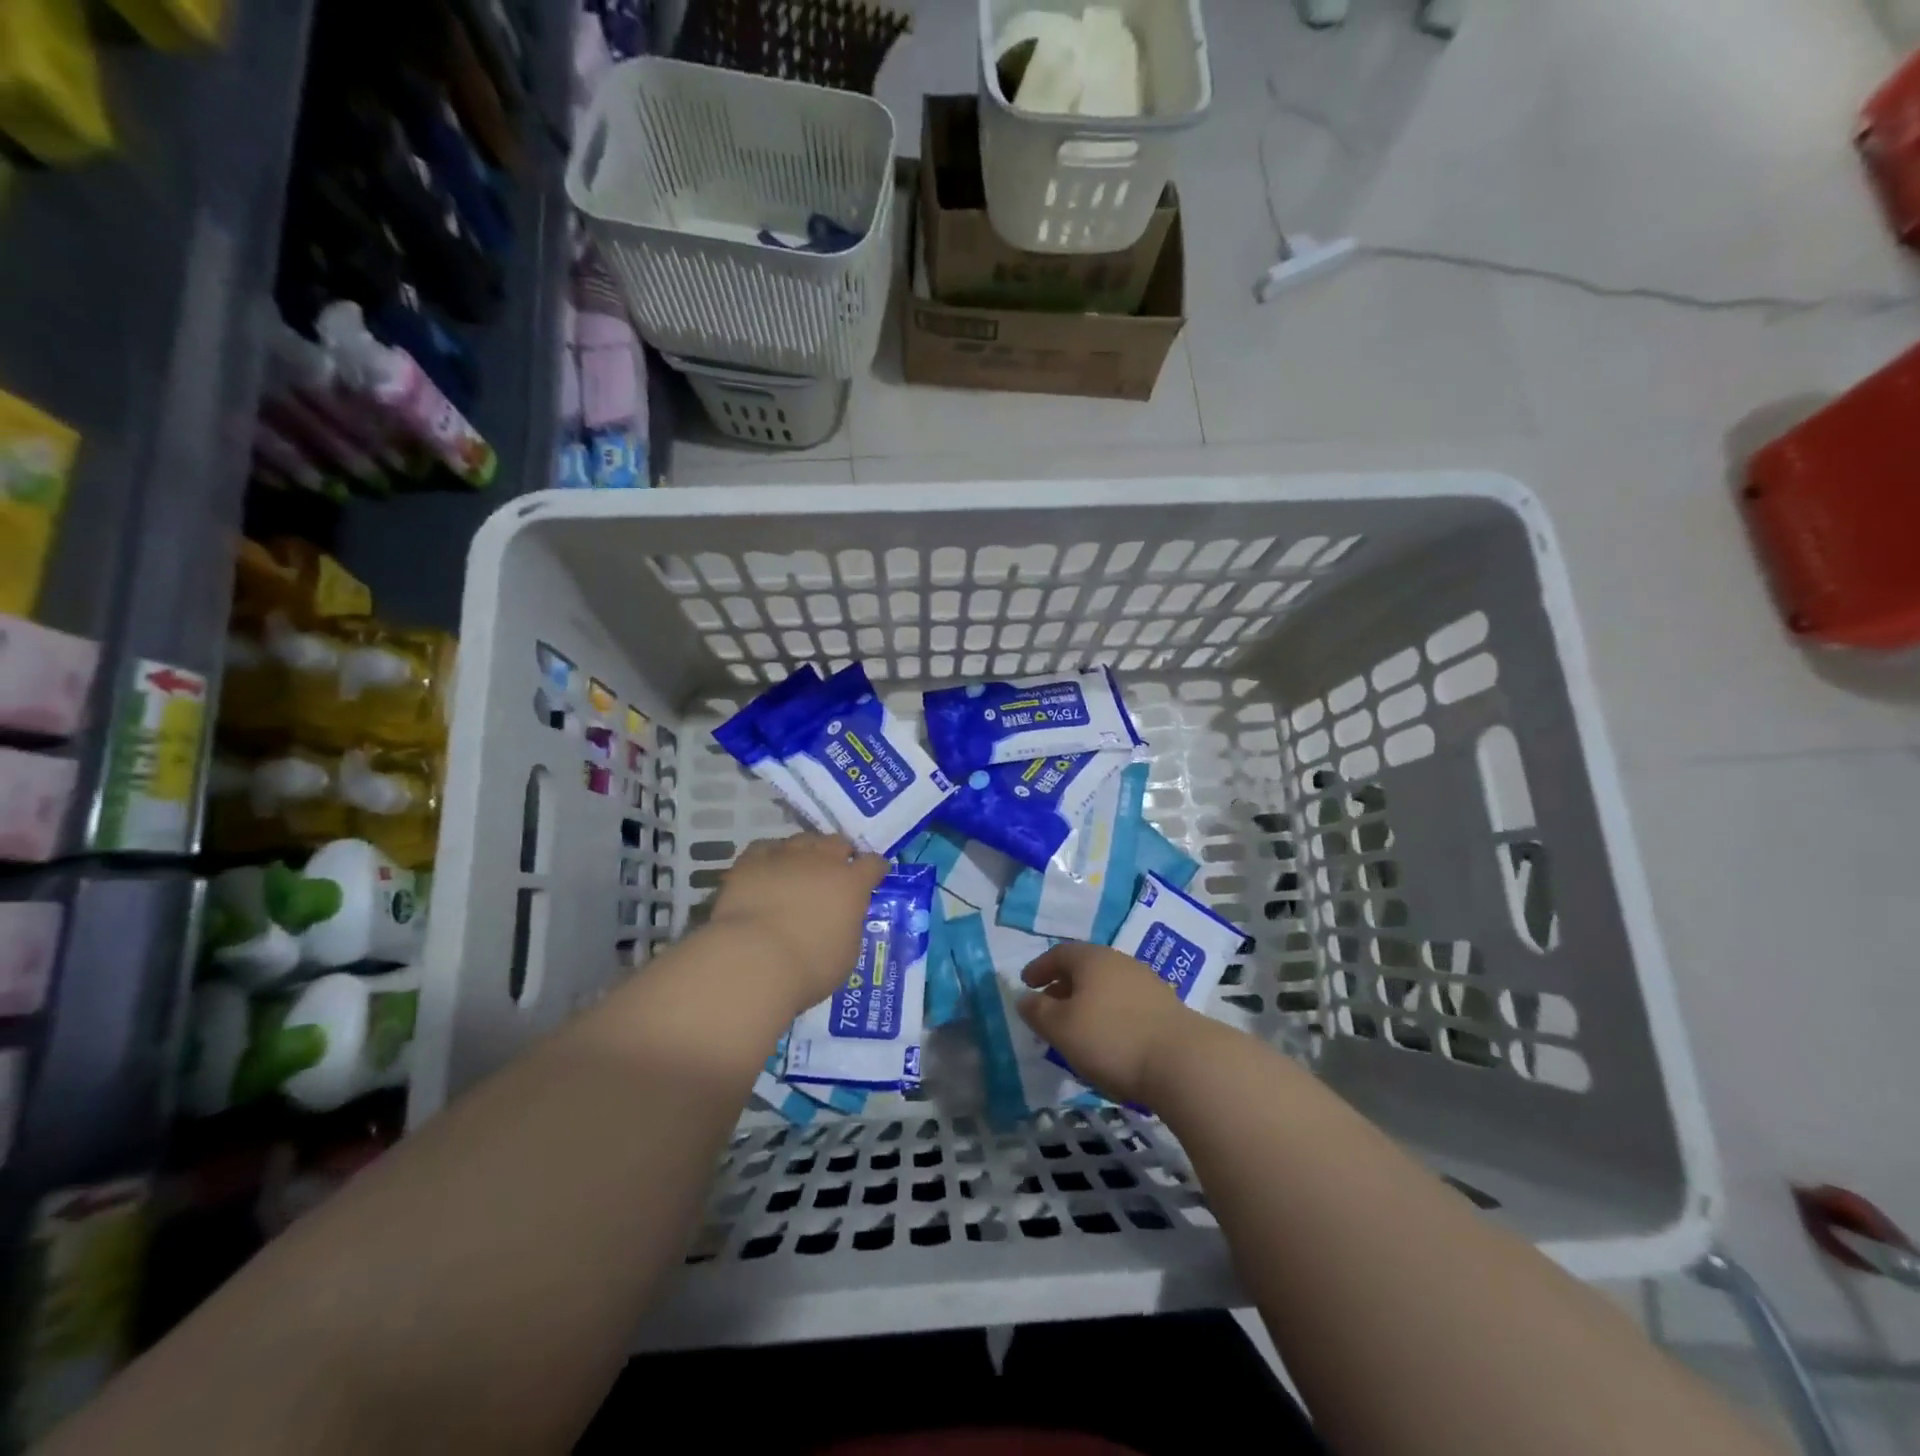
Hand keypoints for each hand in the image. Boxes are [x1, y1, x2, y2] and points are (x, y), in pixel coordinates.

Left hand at [707, 834, 888, 1014]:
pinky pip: (766, 847)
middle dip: (839, 854)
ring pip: (803, 839)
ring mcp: (786, 856)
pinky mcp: (752, 861)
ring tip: (800, 867)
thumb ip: (848, 927)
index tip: (874, 875)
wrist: (754, 960)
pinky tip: (769, 867)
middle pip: (837, 843)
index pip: (872, 863)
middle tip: (834, 872)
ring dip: (807, 851)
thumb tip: (842, 919)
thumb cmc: (809, 967)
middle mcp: (822, 861)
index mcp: (851, 884)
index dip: (874, 868)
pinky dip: (772, 855)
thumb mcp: (846, 953)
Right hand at [1018, 942, 1212, 1106]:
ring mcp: (1146, 982)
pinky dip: (1110, 1014)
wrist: (1183, 1061)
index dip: (1039, 968)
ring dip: (1088, 1002)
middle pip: (1085, 968)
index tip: (1026, 983)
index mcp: (1092, 959)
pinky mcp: (1166, 1007)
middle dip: (1063, 986)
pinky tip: (1109, 1039)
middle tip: (1049, 1007)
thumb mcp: (1061, 1028)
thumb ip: (1038, 1011)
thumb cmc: (1111, 1039)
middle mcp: (1119, 961)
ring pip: (1107, 986)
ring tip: (1077, 1028)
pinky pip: (1126, 1003)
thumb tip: (1024, 998)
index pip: (1059, 954)